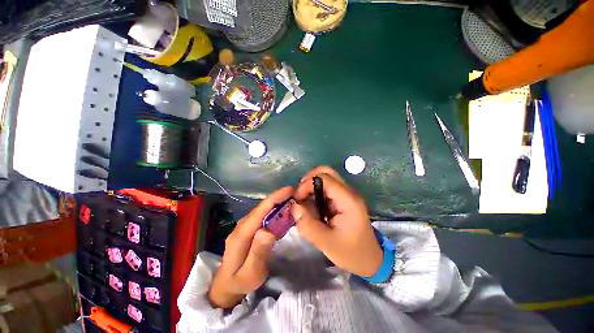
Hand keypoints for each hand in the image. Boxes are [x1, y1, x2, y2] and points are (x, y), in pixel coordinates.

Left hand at [208, 186, 292, 308]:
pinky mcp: (249, 227)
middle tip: (296, 193)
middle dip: (278, 197)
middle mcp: (242, 225)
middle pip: (262, 207)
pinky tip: (283, 209)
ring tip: (293, 198)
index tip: (290, 190)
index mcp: (241, 234)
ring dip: (277, 201)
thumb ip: (258, 252)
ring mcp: (244, 225)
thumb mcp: (251, 273)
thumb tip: (268, 230)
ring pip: (263, 209)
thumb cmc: (240, 281)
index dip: (275, 198)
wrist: (226, 285)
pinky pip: (263, 214)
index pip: (260, 211)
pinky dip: (274, 209)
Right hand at [291, 166, 382, 276]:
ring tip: (303, 202)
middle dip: (309, 180)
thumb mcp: (327, 243)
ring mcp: (346, 194)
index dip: (307, 184)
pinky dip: (315, 193)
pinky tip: (311, 206)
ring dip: (311, 187)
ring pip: (325, 178)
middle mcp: (348, 192)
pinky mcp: (342, 199)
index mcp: (348, 200)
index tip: (297, 200)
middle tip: (300, 196)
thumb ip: (308, 225)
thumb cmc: (351, 253)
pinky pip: (326, 188)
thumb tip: (293, 206)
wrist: (370, 260)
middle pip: (326, 172)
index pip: (324, 178)